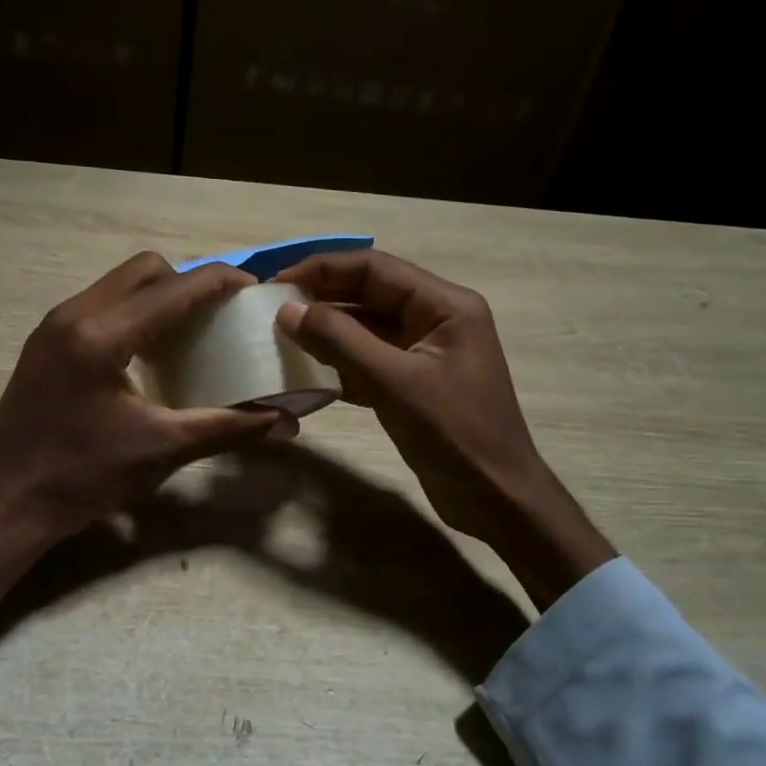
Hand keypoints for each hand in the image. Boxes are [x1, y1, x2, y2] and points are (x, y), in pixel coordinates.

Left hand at [0, 253, 283, 600]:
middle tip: (217, 315)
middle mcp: (73, 315)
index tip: (254, 290)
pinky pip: (98, 307)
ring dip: (157, 297)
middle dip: (187, 282)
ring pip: (117, 285)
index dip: (221, 282)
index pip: (175, 288)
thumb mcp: (162, 450)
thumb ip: (226, 427)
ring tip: (188, 332)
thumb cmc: (83, 478)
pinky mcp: (43, 344)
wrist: (5, 505)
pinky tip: (147, 355)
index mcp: (101, 335)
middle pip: (144, 270)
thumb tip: (282, 421)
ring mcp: (52, 327)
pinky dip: (131, 315)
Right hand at [275, 250, 614, 609]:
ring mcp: (425, 352)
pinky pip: (370, 361)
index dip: (322, 270)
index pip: (374, 268)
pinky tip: (306, 374)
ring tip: (281, 340)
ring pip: (366, 329)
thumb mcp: (394, 382)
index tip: (276, 282)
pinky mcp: (414, 384)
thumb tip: (288, 309)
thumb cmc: (453, 433)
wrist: (495, 497)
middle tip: (270, 311)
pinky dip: (339, 365)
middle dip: (321, 300)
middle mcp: (436, 318)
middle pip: (369, 294)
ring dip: (327, 334)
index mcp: (444, 305)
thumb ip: (339, 340)